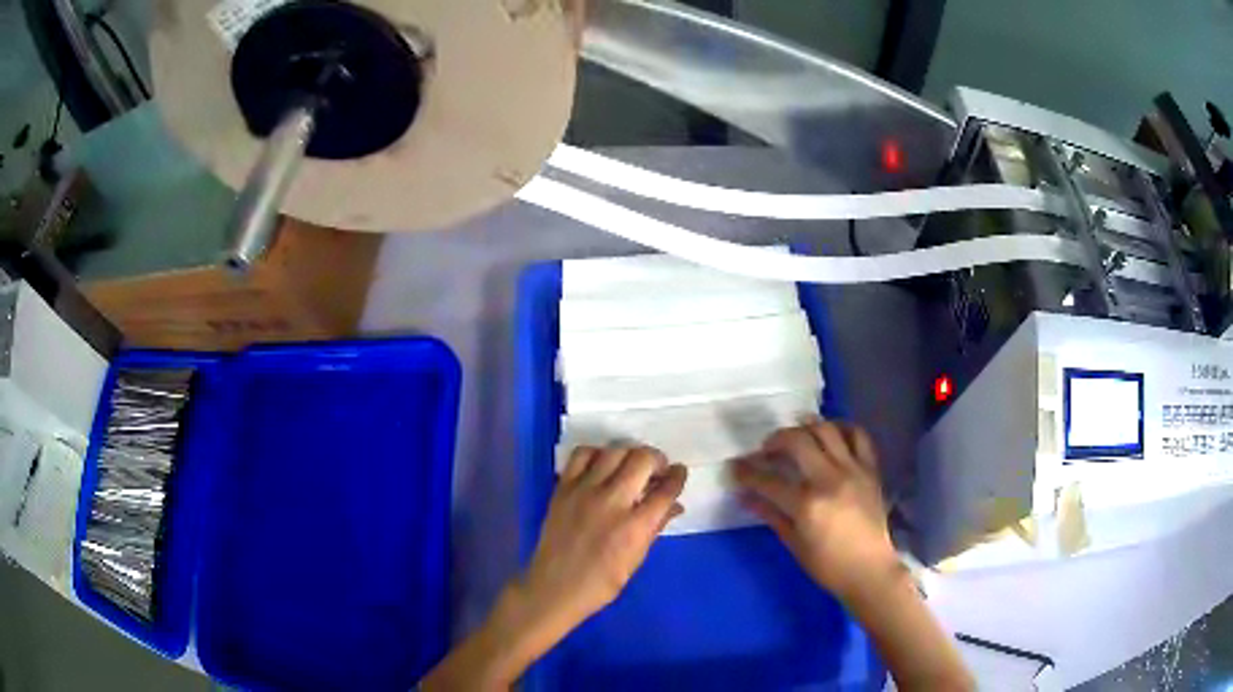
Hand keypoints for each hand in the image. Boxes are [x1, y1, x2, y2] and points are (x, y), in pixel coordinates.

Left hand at [422, 447, 685, 690]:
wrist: (555, 587)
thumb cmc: (602, 582)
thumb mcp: (637, 559)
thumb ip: (655, 527)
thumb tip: (674, 505)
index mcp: (635, 526)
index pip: (666, 490)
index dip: (678, 477)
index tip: (679, 472)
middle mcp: (612, 501)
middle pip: (642, 460)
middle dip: (657, 460)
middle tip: (657, 469)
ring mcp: (584, 491)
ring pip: (614, 451)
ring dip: (630, 454)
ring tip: (632, 465)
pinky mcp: (563, 488)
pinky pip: (582, 455)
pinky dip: (597, 454)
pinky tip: (602, 465)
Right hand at [733, 420, 898, 602]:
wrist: (870, 570)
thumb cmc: (828, 565)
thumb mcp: (794, 543)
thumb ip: (771, 514)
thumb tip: (744, 496)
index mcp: (807, 504)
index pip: (768, 480)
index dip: (746, 472)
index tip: (735, 466)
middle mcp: (829, 479)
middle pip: (797, 441)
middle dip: (775, 440)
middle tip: (766, 449)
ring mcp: (853, 470)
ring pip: (826, 430)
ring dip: (805, 427)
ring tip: (796, 436)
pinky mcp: (871, 469)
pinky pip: (858, 436)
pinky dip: (843, 428)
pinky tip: (831, 434)